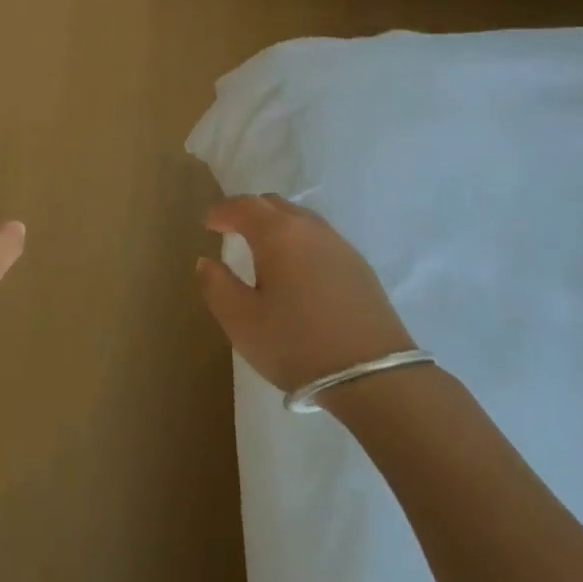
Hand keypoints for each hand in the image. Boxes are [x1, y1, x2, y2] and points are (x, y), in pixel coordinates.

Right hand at [198, 195, 413, 394]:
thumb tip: (207, 261)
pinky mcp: (359, 267)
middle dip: (248, 211)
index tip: (207, 224)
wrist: (375, 377)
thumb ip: (216, 285)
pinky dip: (299, 242)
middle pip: (273, 204)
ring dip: (276, 225)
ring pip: (300, 219)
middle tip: (231, 230)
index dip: (221, 211)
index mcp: (278, 234)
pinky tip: (297, 271)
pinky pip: (319, 239)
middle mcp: (310, 228)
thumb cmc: (297, 344)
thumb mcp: (242, 321)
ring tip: (263, 250)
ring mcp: (339, 245)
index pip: (243, 206)